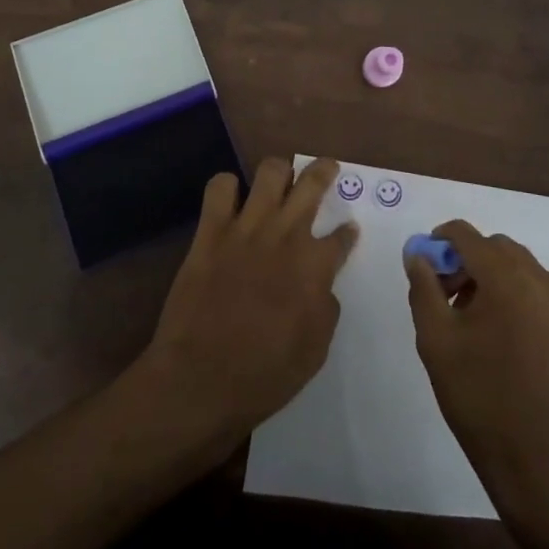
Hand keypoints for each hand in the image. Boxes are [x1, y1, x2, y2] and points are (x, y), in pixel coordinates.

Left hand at [141, 157, 357, 447]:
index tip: (348, 231)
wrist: (201, 380)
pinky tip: (230, 201)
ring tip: (280, 178)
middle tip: (326, 169)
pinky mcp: (210, 231)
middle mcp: (285, 235)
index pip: (341, 236)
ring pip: (270, 172)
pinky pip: (220, 187)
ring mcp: (246, 228)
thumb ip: (325, 309)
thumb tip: (323, 286)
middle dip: (323, 171)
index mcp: (314, 266)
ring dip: (279, 172)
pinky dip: (227, 188)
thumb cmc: (264, 375)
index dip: (347, 232)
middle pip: (312, 183)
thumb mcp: (314, 351)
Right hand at [406, 220, 548, 521]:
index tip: (421, 267)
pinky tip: (491, 330)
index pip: (465, 234)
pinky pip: (530, 285)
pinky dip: (507, 290)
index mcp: (506, 277)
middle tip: (441, 295)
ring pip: (513, 264)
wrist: (539, 460)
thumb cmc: (480, 397)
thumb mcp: (436, 341)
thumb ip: (423, 288)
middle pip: (492, 246)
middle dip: (462, 259)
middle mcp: (537, 278)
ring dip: (485, 273)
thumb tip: (417, 256)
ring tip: (463, 316)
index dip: (438, 241)